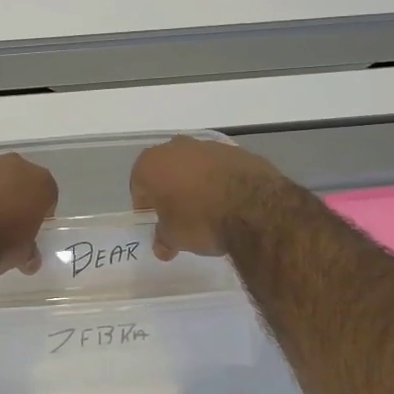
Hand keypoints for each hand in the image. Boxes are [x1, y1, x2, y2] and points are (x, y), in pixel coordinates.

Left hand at [0, 154, 58, 276]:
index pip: (47, 194)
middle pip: (16, 179)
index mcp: (38, 181)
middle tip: (3, 223)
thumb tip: (29, 258)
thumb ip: (28, 249)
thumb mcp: (21, 254)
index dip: (39, 213)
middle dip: (11, 197)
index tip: (30, 229)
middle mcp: (11, 164)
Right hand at [130, 136, 286, 259]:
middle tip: (179, 215)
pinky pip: (220, 167)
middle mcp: (176, 147)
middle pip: (166, 170)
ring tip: (208, 210)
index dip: (146, 206)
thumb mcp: (174, 237)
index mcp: (151, 163)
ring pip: (194, 166)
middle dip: (170, 190)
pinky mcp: (237, 150)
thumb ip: (163, 238)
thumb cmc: (201, 220)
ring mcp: (208, 146)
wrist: (255, 208)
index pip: (138, 185)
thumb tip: (163, 247)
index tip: (157, 223)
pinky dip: (220, 180)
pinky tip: (230, 201)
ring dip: (196, 183)